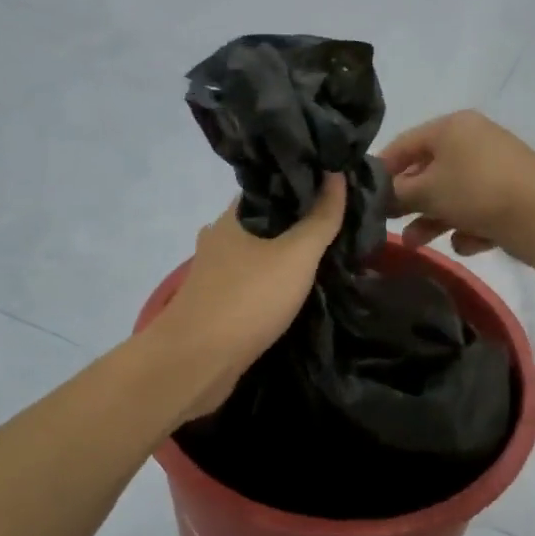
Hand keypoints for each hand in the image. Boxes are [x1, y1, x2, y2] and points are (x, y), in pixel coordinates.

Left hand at [150, 175, 347, 421]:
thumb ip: (320, 217)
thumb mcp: (296, 254)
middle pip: (266, 220)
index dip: (304, 183)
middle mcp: (219, 237)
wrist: (196, 362)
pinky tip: (297, 288)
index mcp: (233, 216)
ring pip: (258, 252)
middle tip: (339, 222)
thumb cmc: (248, 299)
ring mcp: (215, 272)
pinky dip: (274, 281)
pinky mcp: (217, 303)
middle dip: (298, 221)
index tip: (337, 186)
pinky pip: (253, 281)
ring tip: (325, 254)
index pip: (271, 186)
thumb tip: (336, 173)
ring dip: (286, 254)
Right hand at [379, 111, 534, 266]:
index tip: (366, 195)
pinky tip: (468, 243)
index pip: (404, 143)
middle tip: (390, 224)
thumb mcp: (426, 191)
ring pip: (453, 194)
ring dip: (433, 220)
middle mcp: (475, 140)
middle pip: (429, 171)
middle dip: (409, 202)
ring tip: (416, 244)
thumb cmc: (475, 191)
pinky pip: (479, 209)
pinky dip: (469, 226)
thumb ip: (395, 194)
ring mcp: (497, 167)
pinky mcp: (514, 194)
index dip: (382, 169)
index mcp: (452, 126)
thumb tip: (377, 197)